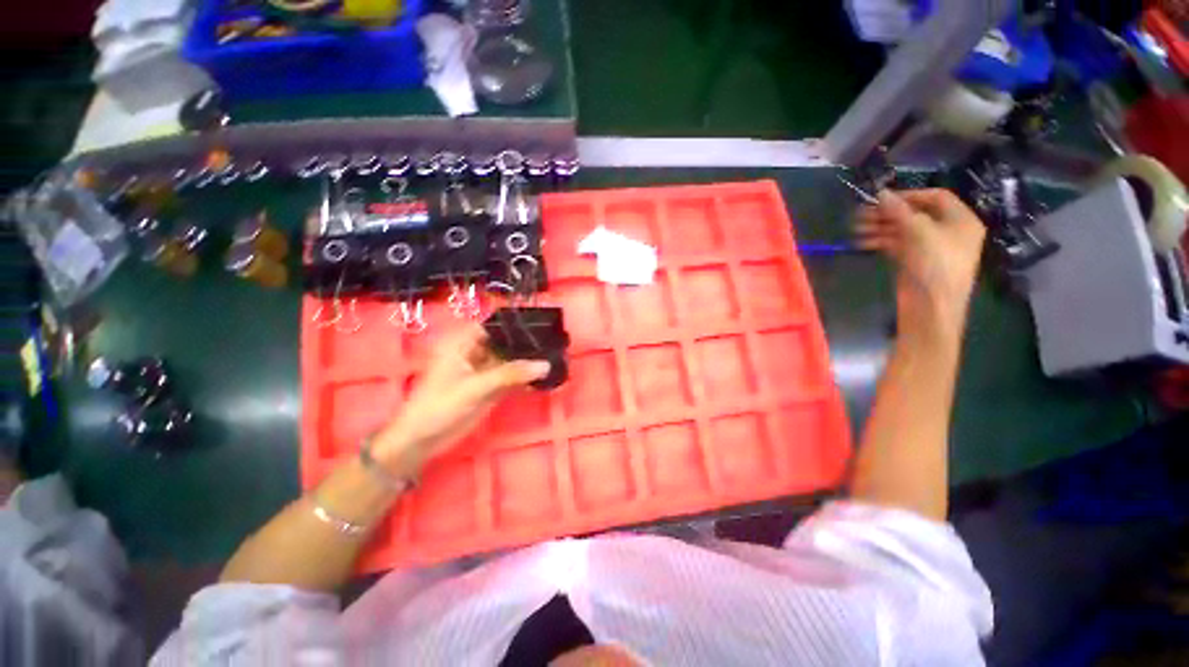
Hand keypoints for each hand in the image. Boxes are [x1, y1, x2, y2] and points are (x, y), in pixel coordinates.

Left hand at [372, 324, 550, 473]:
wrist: (423, 441)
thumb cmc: (440, 405)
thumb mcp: (476, 387)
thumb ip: (511, 374)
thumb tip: (545, 364)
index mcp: (464, 342)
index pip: (496, 325)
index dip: (518, 324)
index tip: (545, 325)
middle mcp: (476, 351)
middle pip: (507, 342)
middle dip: (528, 343)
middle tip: (557, 342)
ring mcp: (484, 370)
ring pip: (511, 359)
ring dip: (529, 360)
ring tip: (557, 355)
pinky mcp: (490, 387)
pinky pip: (512, 377)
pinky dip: (526, 377)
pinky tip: (545, 376)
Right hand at [856, 189, 985, 340]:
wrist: (931, 308)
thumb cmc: (935, 266)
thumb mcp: (918, 233)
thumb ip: (899, 211)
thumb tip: (880, 193)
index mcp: (960, 220)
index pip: (935, 197)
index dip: (909, 195)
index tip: (881, 198)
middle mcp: (947, 231)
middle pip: (915, 214)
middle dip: (888, 214)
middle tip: (861, 215)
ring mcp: (929, 248)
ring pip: (902, 230)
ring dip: (879, 228)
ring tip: (855, 229)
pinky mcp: (914, 262)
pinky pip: (896, 245)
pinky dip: (880, 241)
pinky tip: (862, 242)